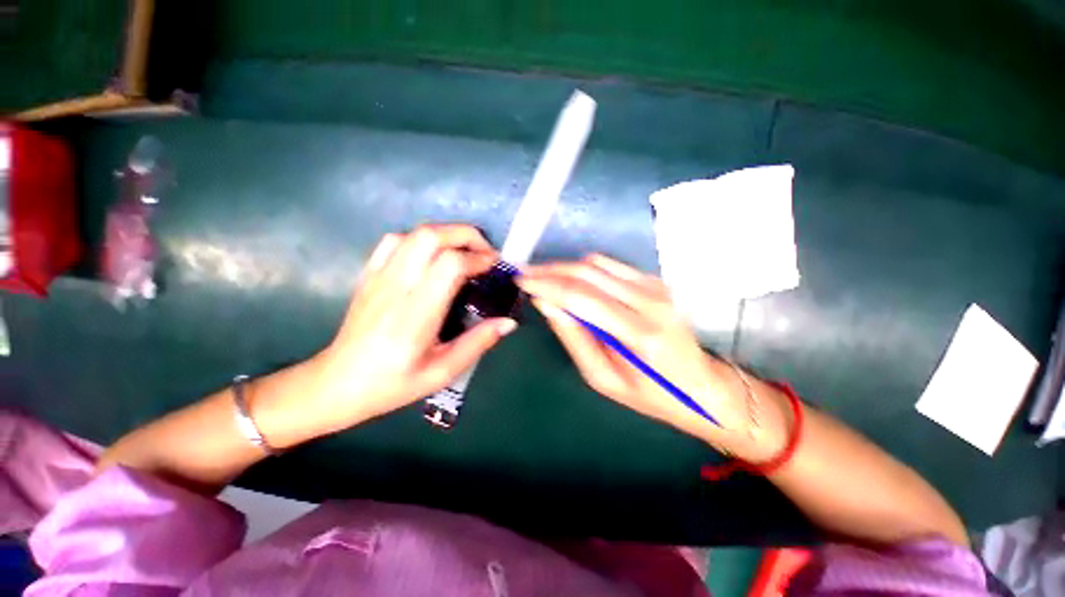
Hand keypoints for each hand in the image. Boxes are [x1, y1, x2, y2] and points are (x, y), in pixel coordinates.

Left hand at [308, 225, 516, 433]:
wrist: (336, 384)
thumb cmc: (392, 384)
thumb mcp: (442, 372)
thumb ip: (478, 343)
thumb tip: (509, 322)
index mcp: (416, 315)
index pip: (450, 265)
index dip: (478, 258)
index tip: (495, 266)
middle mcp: (396, 287)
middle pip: (431, 236)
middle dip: (466, 235)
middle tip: (485, 253)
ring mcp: (379, 277)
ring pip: (414, 233)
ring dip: (447, 235)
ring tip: (464, 253)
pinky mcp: (370, 274)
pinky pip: (395, 241)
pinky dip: (421, 239)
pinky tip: (432, 256)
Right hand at [517, 254, 780, 456]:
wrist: (701, 385)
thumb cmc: (651, 394)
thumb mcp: (603, 378)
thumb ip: (574, 338)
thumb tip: (547, 304)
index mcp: (638, 332)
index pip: (580, 296)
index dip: (546, 285)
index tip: (521, 283)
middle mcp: (650, 301)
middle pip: (587, 272)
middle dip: (549, 270)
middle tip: (524, 275)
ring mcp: (655, 287)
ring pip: (597, 263)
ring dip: (564, 267)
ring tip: (541, 277)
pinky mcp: (655, 281)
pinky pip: (611, 266)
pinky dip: (584, 268)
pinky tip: (570, 279)